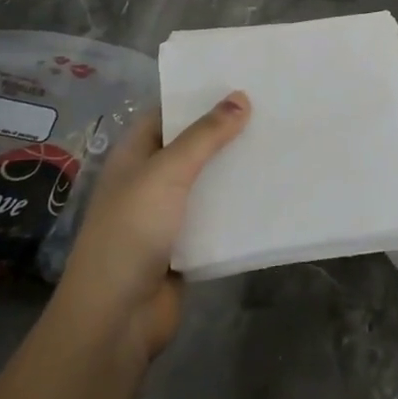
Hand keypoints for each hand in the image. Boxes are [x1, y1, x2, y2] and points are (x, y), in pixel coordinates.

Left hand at [54, 93, 249, 361]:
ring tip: (280, 145)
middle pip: (192, 147)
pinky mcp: (186, 246)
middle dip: (226, 132)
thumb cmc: (132, 232)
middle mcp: (149, 180)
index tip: (241, 81)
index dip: (199, 97)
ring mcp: (167, 215)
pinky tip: (272, 193)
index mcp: (134, 155)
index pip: (167, 113)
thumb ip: (204, 136)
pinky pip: (217, 218)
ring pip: (208, 183)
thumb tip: (240, 97)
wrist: (117, 317)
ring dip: (236, 170)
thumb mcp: (167, 173)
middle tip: (273, 110)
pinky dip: (238, 207)